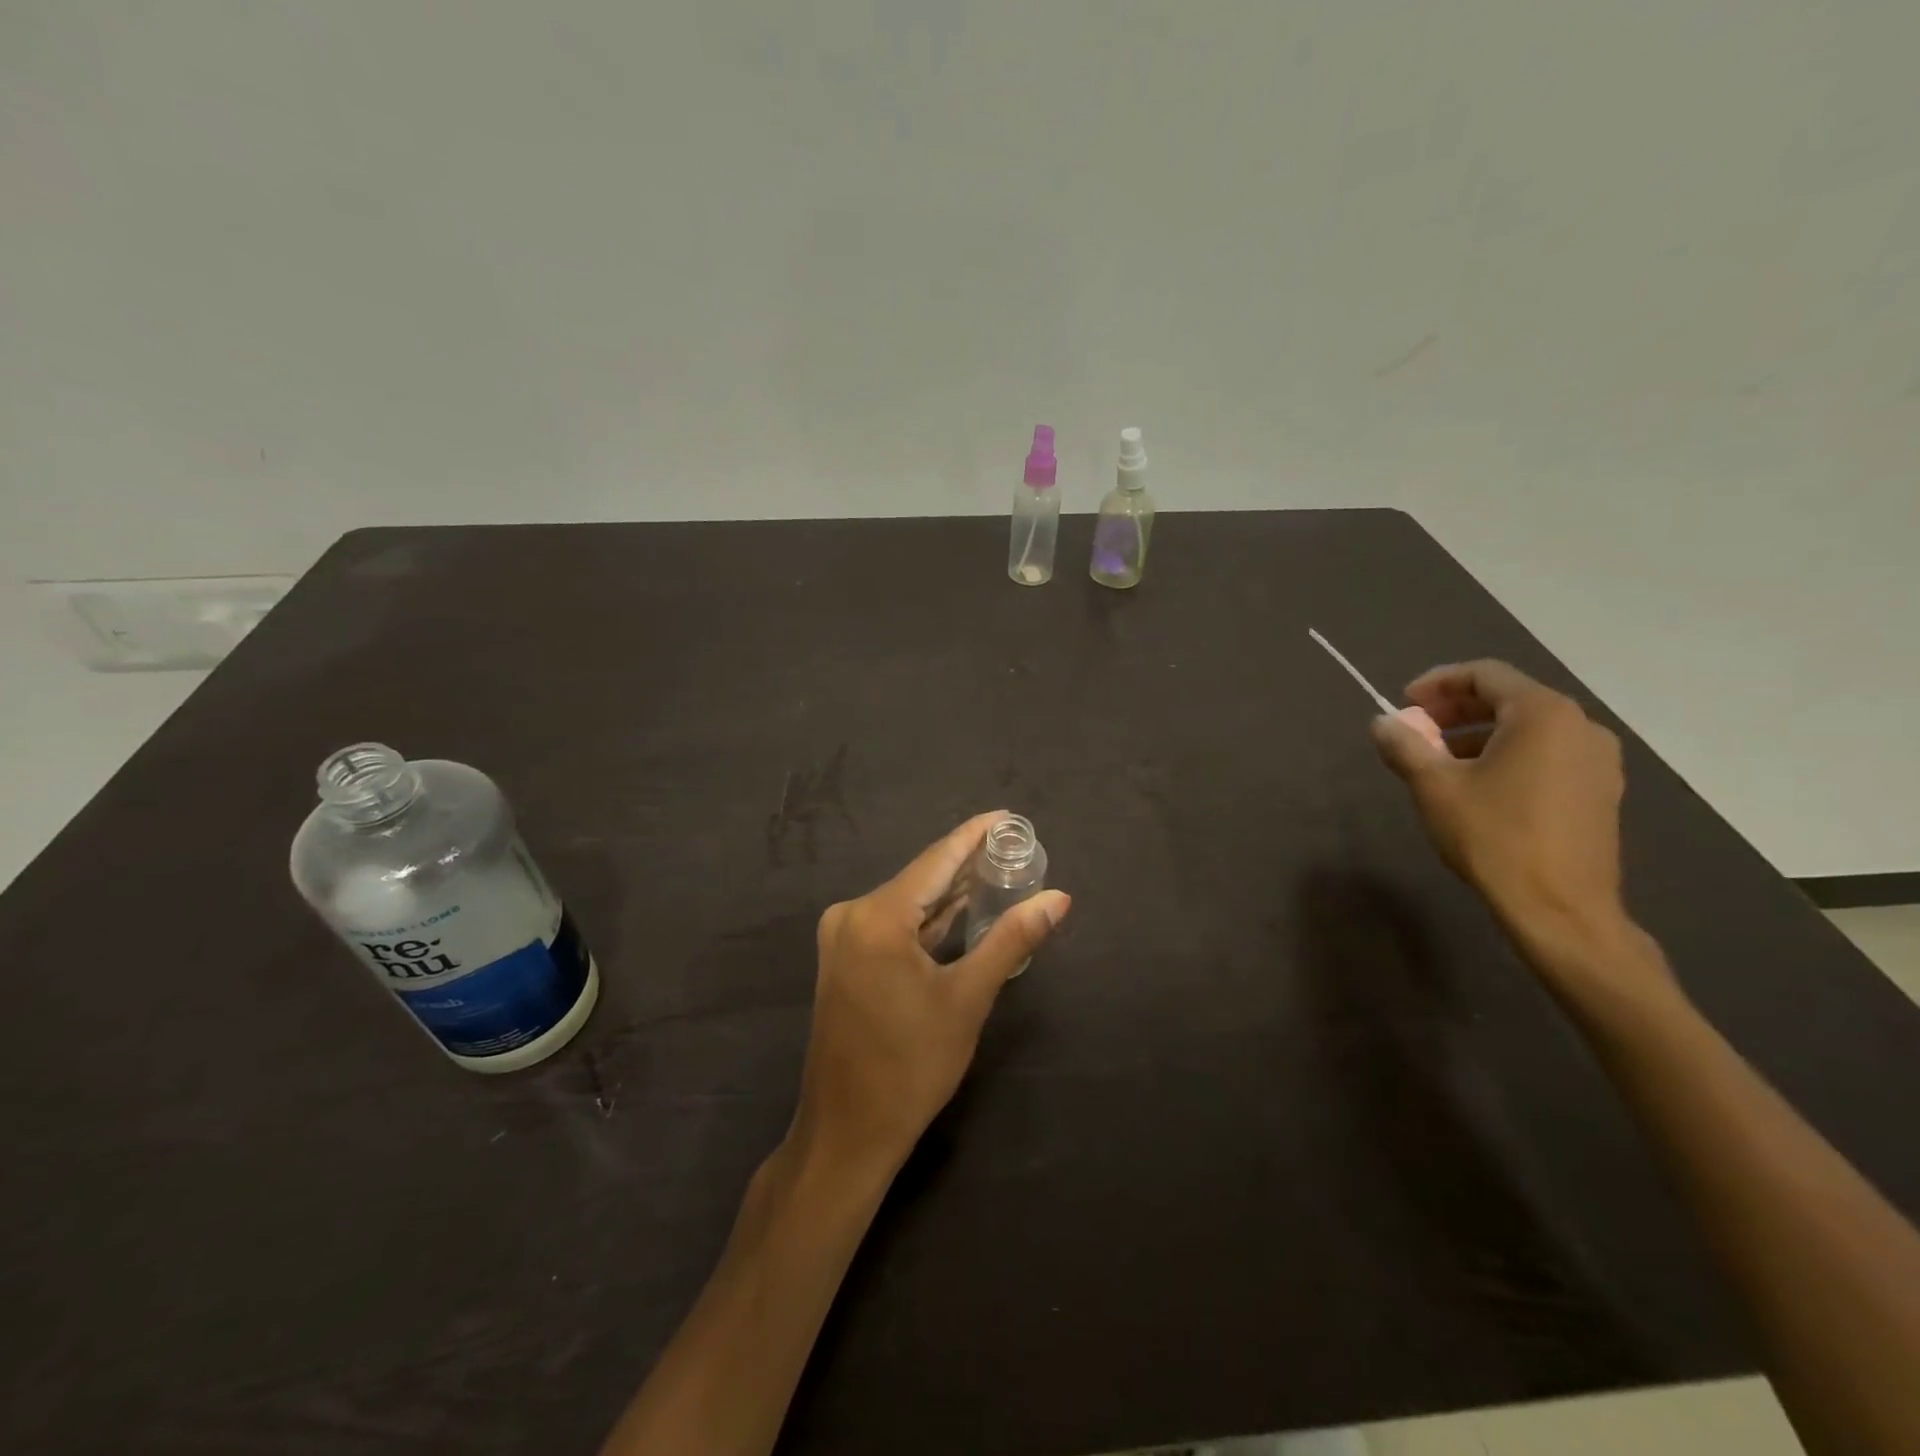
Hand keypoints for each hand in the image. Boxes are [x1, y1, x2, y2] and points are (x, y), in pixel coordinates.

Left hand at [788, 812, 1070, 1180]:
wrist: (848, 1132)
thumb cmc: (911, 1066)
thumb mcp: (968, 998)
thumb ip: (1011, 940)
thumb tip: (1057, 898)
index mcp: (877, 916)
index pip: (937, 859)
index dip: (974, 835)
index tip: (1008, 817)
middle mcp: (852, 915)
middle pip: (921, 878)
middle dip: (967, 863)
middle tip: (1015, 847)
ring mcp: (844, 938)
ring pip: (908, 902)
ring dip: (950, 892)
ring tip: (998, 871)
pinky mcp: (845, 960)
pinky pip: (894, 925)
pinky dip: (928, 919)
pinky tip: (961, 910)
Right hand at [1370, 660, 1640, 974]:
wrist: (1560, 909)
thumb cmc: (1494, 837)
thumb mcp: (1434, 787)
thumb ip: (1404, 746)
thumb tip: (1382, 722)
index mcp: (1543, 714)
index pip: (1485, 674)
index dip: (1438, 682)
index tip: (1403, 703)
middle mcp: (1580, 726)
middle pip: (1509, 698)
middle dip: (1455, 710)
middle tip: (1416, 731)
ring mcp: (1598, 760)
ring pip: (1529, 728)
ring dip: (1479, 734)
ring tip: (1440, 760)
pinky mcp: (1600, 791)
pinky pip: (1547, 754)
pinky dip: (1507, 755)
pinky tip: (1479, 785)